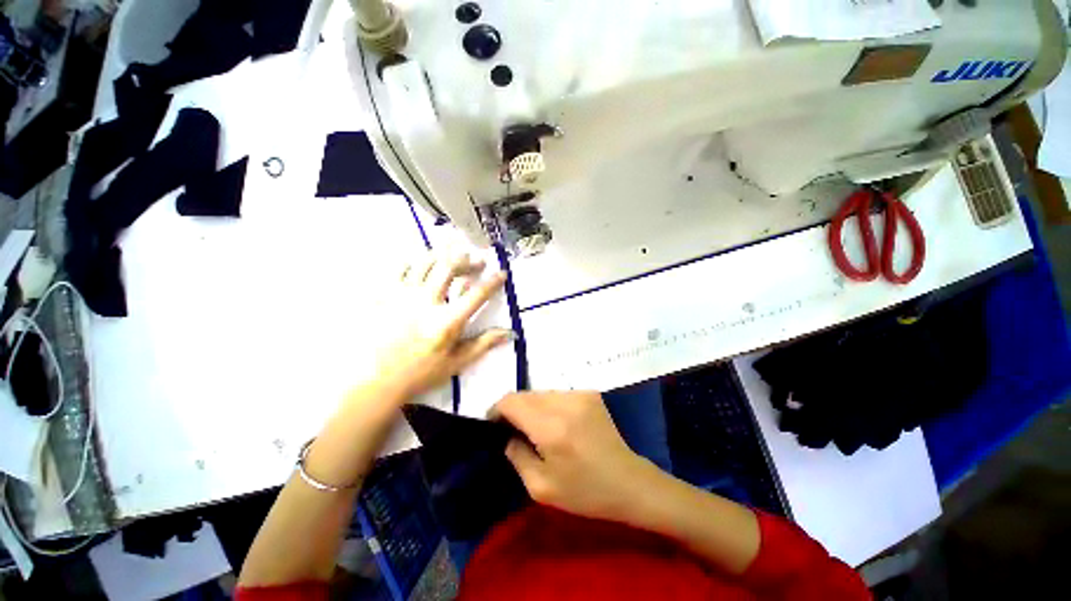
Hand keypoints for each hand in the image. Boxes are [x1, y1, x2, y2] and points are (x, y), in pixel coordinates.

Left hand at [375, 253, 509, 398]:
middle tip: (477, 262)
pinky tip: (423, 266)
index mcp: (447, 322)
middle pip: (450, 267)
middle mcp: (426, 302)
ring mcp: (402, 295)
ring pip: (426, 262)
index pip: (477, 294)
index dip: (493, 282)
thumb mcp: (457, 362)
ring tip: (453, 257)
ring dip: (444, 255)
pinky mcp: (384, 294)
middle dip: (468, 260)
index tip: (502, 273)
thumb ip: (484, 344)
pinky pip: (401, 268)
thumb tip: (511, 333)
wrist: (375, 381)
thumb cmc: (420, 373)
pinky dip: (416, 262)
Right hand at [495, 391, 656, 523]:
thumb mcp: (541, 487)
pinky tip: (558, 424)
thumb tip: (508, 434)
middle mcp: (565, 403)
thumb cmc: (585, 492)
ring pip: (541, 392)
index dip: (497, 410)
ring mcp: (580, 394)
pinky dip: (549, 406)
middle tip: (514, 431)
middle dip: (514, 409)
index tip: (494, 425)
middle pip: (525, 394)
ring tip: (537, 429)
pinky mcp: (589, 393)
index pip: (512, 401)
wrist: (628, 482)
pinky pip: (557, 394)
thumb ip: (517, 456)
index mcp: (551, 428)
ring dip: (532, 407)